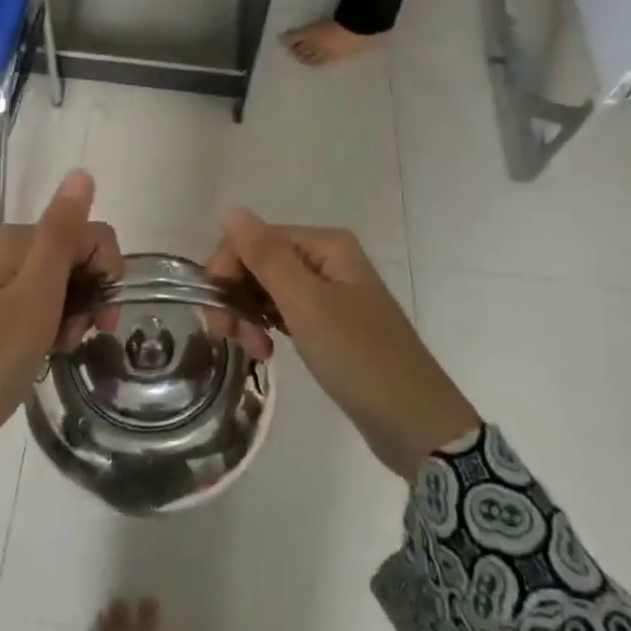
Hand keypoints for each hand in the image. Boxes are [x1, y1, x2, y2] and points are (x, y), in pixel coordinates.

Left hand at [0, 171, 119, 458]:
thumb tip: (81, 172)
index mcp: (14, 241)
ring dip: (68, 312)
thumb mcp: (35, 297)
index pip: (87, 233)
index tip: (101, 318)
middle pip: (69, 256)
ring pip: (52, 282)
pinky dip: (45, 324)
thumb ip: (61, 233)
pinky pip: (29, 304)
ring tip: (55, 349)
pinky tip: (39, 352)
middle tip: (76, 337)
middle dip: (87, 294)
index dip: (107, 271)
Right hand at [207, 209, 479, 477]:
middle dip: (237, 295)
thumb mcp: (306, 304)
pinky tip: (265, 351)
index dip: (227, 268)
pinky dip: (266, 328)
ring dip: (248, 316)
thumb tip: (230, 209)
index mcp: (326, 244)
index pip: (255, 238)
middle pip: (259, 262)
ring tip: (255, 351)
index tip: (216, 311)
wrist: (414, 422)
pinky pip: (283, 312)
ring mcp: (329, 292)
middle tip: (230, 336)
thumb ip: (266, 256)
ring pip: (267, 289)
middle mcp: (327, 259)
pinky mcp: (328, 323)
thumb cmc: (358, 357)